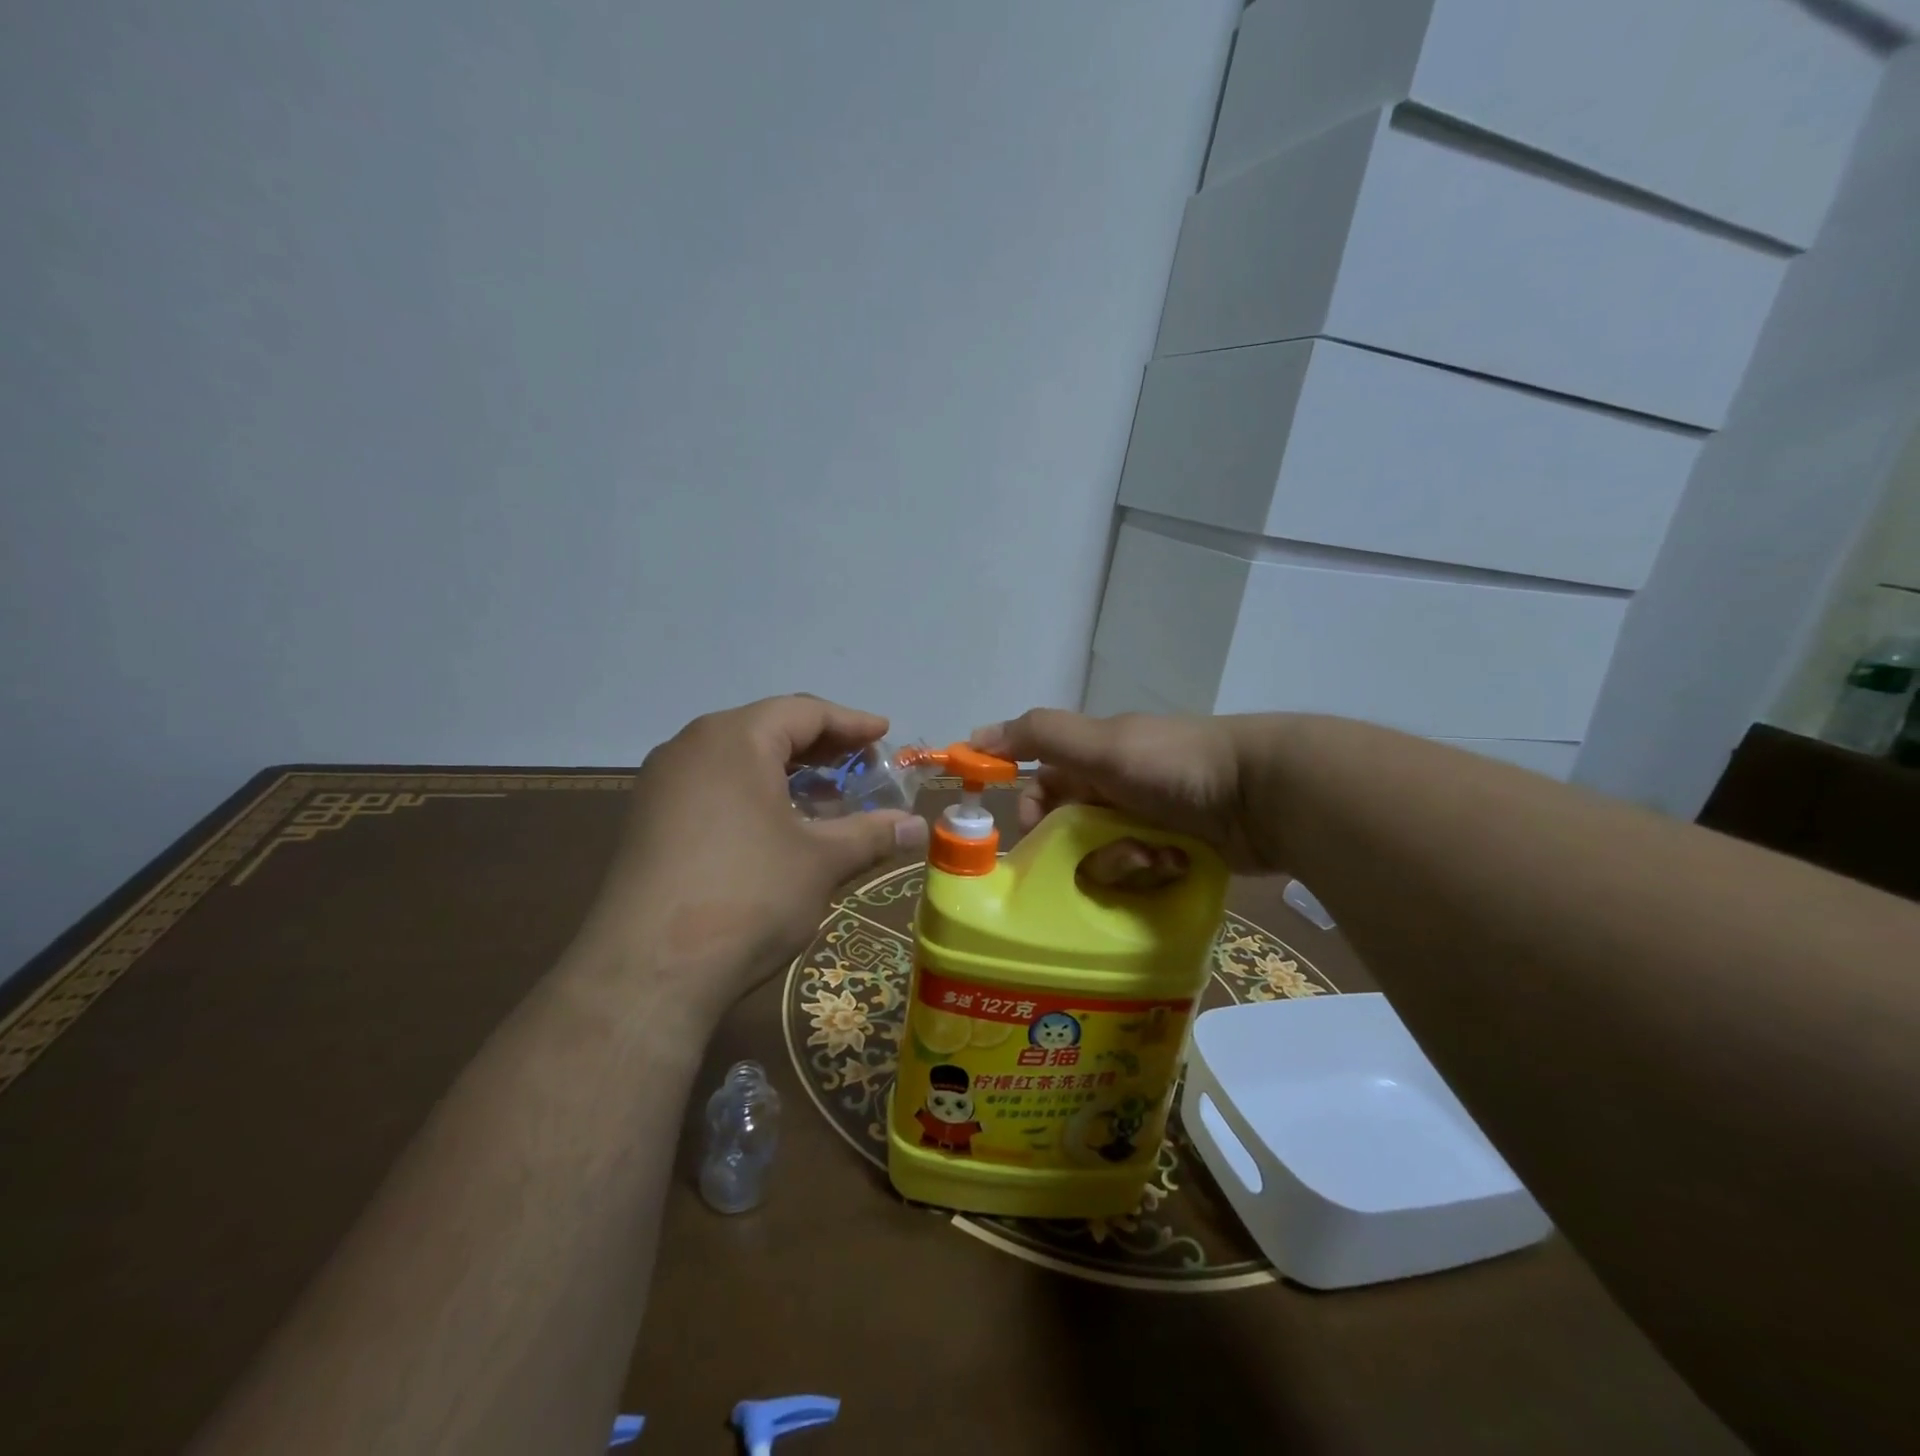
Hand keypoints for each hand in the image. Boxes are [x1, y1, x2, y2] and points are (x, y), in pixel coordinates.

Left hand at [597, 696, 928, 1020]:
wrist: (647, 972)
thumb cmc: (748, 895)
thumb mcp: (821, 861)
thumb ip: (872, 834)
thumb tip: (917, 827)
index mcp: (734, 739)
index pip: (803, 712)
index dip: (851, 723)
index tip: (884, 734)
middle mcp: (691, 747)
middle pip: (767, 730)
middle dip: (820, 747)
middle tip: (861, 764)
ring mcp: (662, 785)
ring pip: (738, 760)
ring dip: (787, 773)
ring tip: (826, 798)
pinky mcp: (648, 822)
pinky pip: (713, 788)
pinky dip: (754, 795)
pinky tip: (777, 828)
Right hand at [972, 709, 1282, 877]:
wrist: (1263, 792)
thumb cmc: (1172, 764)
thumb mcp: (1101, 745)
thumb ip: (1038, 736)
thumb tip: (972, 736)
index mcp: (1093, 760)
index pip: (1041, 792)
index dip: (1034, 818)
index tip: (1038, 844)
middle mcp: (1116, 790)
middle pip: (1072, 835)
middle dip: (1086, 851)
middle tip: (1113, 853)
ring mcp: (1150, 822)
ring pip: (1107, 860)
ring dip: (1125, 863)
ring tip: (1158, 857)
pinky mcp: (1179, 852)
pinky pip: (1145, 875)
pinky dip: (1156, 871)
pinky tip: (1178, 863)